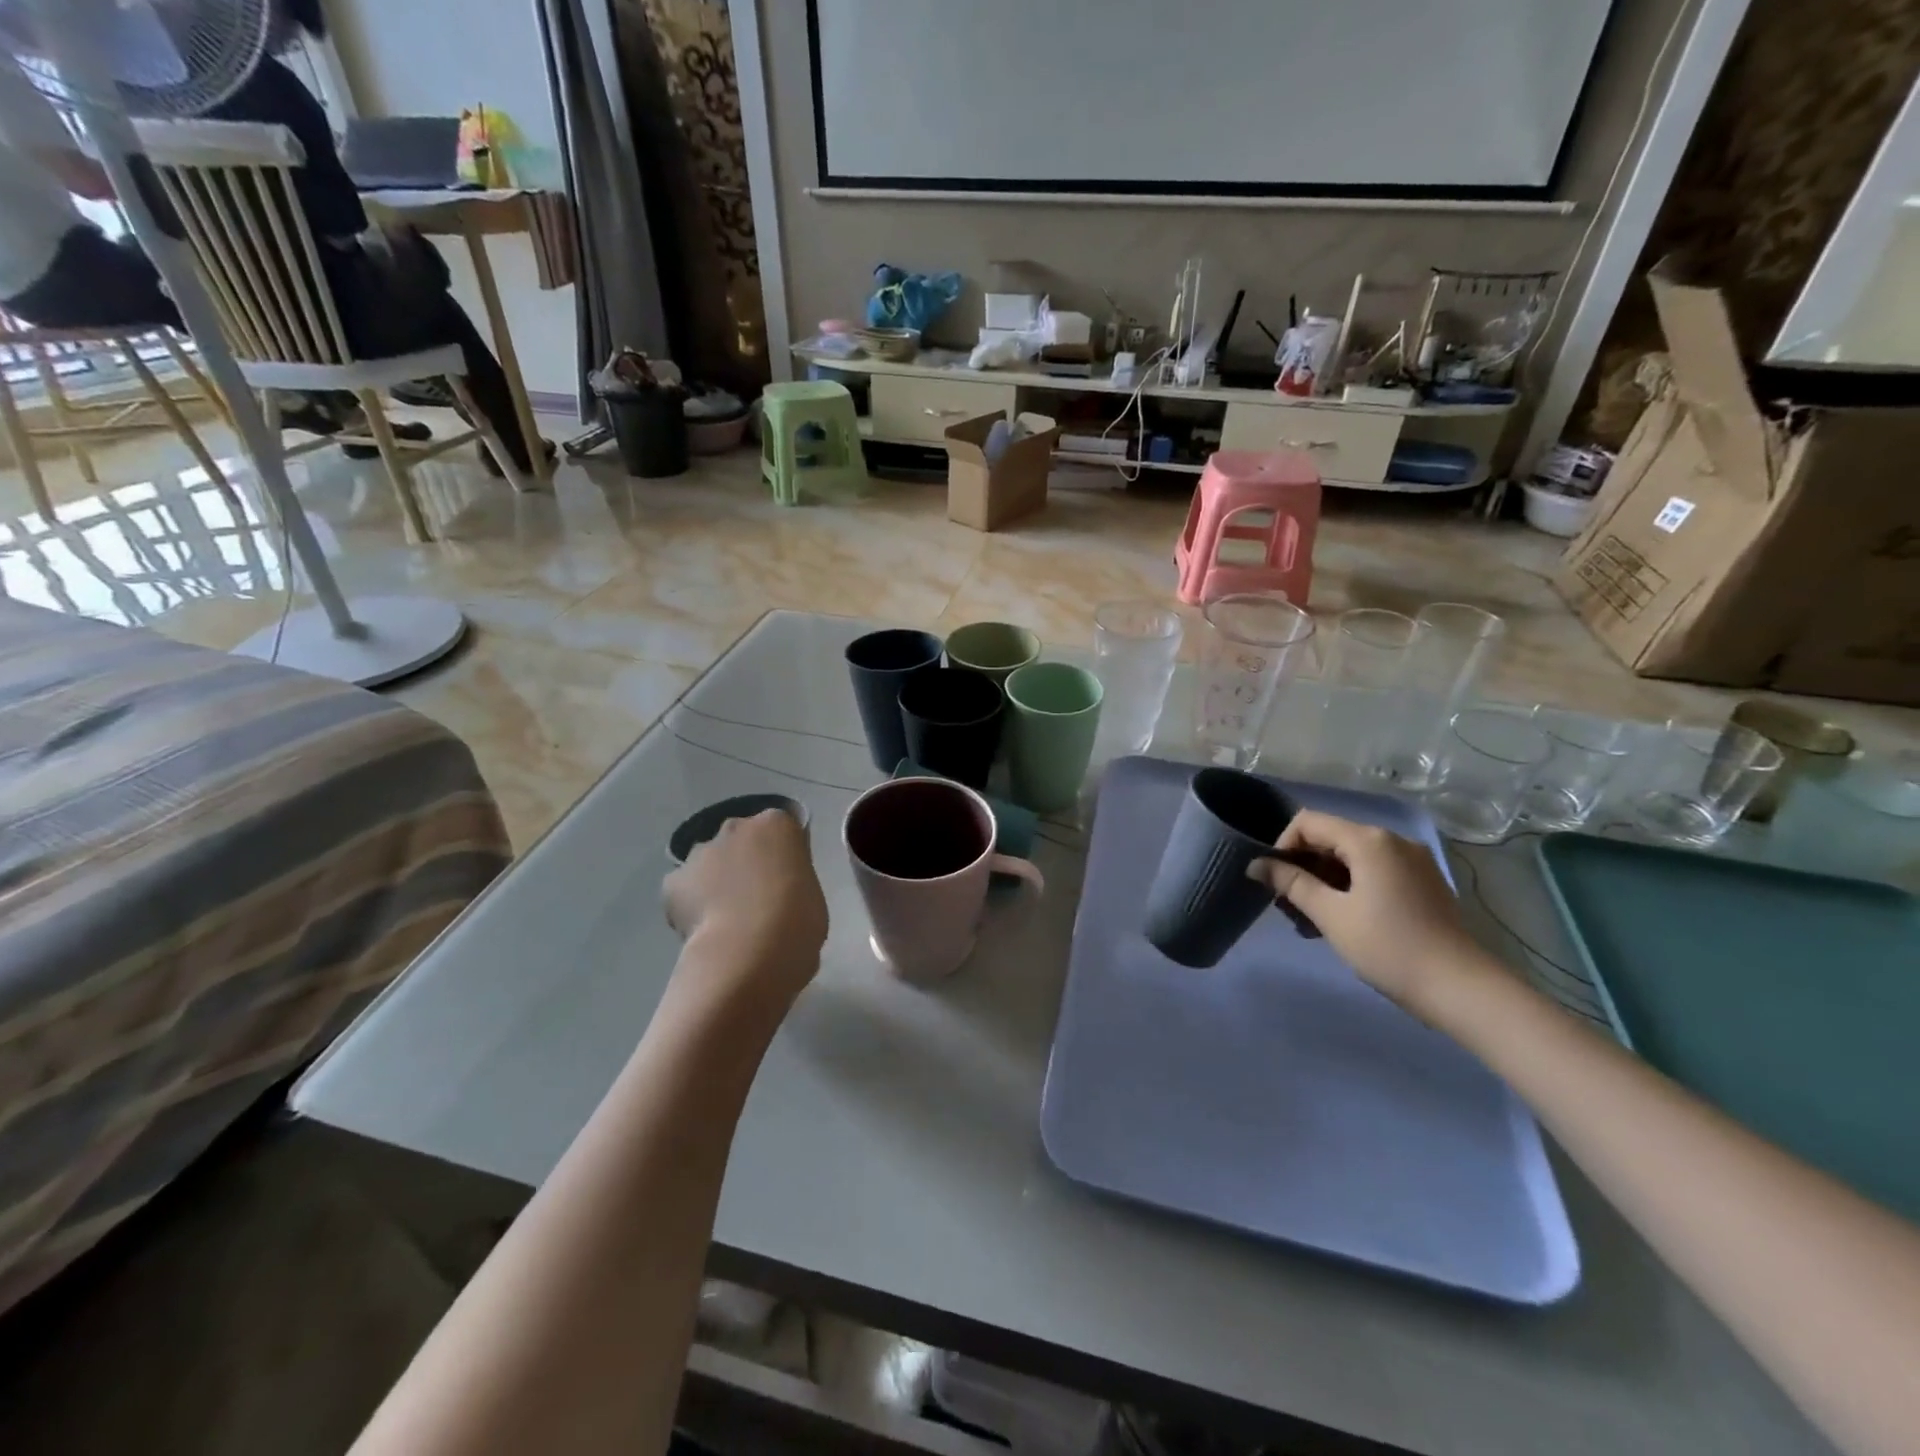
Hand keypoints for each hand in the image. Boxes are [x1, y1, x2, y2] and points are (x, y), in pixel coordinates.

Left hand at [663, 811, 827, 1010]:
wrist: (748, 952)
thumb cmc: (797, 922)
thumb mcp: (811, 895)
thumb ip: (792, 882)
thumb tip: (778, 893)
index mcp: (777, 825)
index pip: (781, 830)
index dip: (781, 856)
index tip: (785, 882)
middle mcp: (736, 828)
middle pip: (740, 839)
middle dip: (744, 861)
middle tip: (755, 899)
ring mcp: (701, 852)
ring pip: (708, 861)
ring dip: (715, 880)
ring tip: (726, 919)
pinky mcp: (673, 881)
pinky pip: (684, 889)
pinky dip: (690, 904)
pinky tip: (703, 929)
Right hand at [1250, 811, 1481, 1016]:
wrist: (1461, 988)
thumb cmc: (1388, 947)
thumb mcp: (1331, 915)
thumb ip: (1291, 884)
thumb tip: (1256, 864)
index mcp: (1369, 840)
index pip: (1308, 822)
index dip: (1283, 846)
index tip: (1274, 881)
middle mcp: (1393, 840)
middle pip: (1331, 838)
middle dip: (1303, 867)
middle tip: (1288, 906)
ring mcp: (1412, 861)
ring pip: (1351, 858)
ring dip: (1324, 881)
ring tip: (1311, 920)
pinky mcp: (1422, 882)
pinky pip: (1374, 871)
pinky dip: (1350, 887)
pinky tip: (1342, 920)